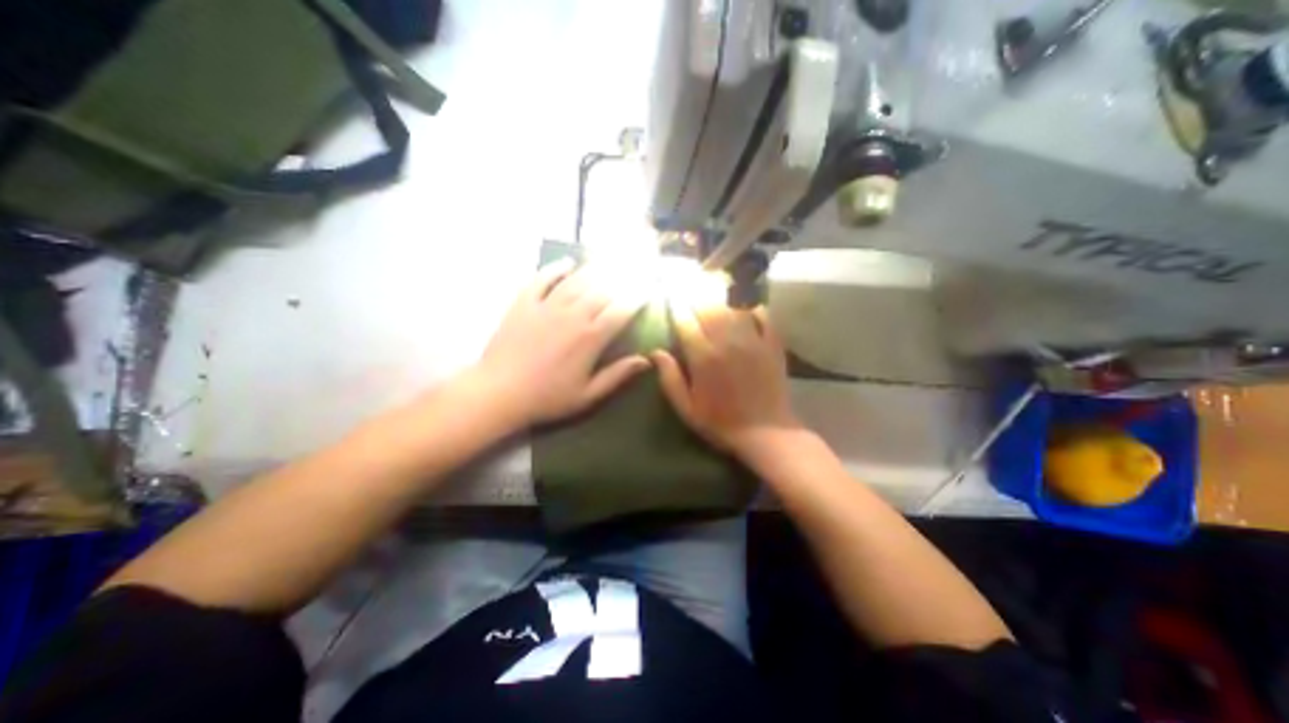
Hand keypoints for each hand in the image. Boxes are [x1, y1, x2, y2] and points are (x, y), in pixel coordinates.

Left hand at [473, 259, 648, 426]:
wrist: (499, 392)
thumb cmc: (547, 397)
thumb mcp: (588, 394)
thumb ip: (617, 375)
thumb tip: (646, 360)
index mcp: (591, 337)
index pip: (621, 310)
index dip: (637, 297)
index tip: (648, 289)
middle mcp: (573, 314)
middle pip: (603, 289)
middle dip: (623, 279)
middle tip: (634, 270)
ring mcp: (547, 305)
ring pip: (577, 280)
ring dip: (596, 269)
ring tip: (610, 261)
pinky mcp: (524, 303)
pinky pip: (542, 278)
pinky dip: (556, 268)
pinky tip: (568, 262)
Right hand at [655, 303, 802, 460]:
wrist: (765, 431)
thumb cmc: (720, 422)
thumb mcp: (687, 408)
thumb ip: (669, 378)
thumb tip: (655, 352)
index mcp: (703, 357)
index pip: (685, 321)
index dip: (676, 307)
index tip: (671, 298)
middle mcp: (727, 341)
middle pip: (708, 307)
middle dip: (696, 296)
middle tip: (690, 288)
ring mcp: (752, 339)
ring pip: (732, 306)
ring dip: (720, 295)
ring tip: (713, 287)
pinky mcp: (771, 343)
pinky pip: (762, 314)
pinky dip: (751, 305)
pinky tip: (744, 302)